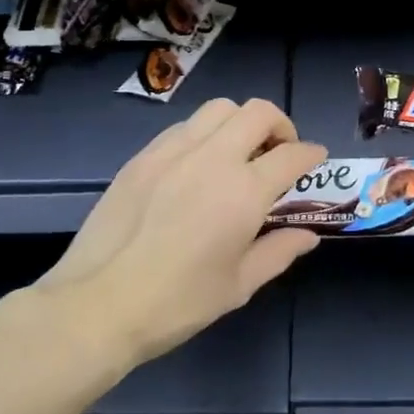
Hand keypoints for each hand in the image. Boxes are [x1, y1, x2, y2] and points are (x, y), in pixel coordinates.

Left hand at [33, 98, 326, 365]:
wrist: (98, 304)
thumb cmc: (177, 302)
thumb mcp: (238, 285)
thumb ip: (278, 252)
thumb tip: (308, 236)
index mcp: (244, 191)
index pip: (292, 154)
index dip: (311, 154)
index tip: (316, 160)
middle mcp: (213, 158)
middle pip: (258, 112)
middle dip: (280, 125)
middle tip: (279, 151)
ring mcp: (173, 151)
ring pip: (219, 109)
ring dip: (240, 122)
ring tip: (238, 152)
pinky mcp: (143, 156)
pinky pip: (184, 126)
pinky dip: (204, 134)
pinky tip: (198, 165)